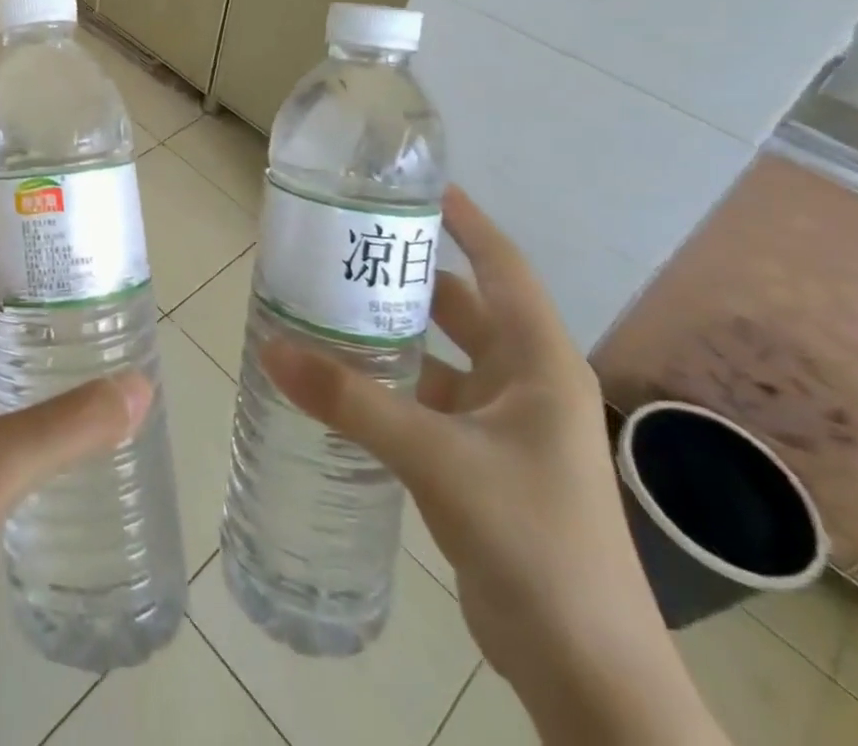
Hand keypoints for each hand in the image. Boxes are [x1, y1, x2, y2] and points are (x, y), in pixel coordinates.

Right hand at [261, 187, 724, 744]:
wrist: (586, 671)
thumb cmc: (534, 541)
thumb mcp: (438, 458)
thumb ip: (352, 402)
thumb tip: (271, 349)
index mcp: (537, 361)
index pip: (501, 265)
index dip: (465, 220)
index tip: (417, 185)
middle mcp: (523, 381)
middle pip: (460, 305)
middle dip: (406, 274)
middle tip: (343, 245)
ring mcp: (503, 424)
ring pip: (437, 355)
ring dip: (390, 333)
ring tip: (326, 305)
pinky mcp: (480, 462)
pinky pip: (425, 401)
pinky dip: (387, 384)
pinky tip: (340, 381)